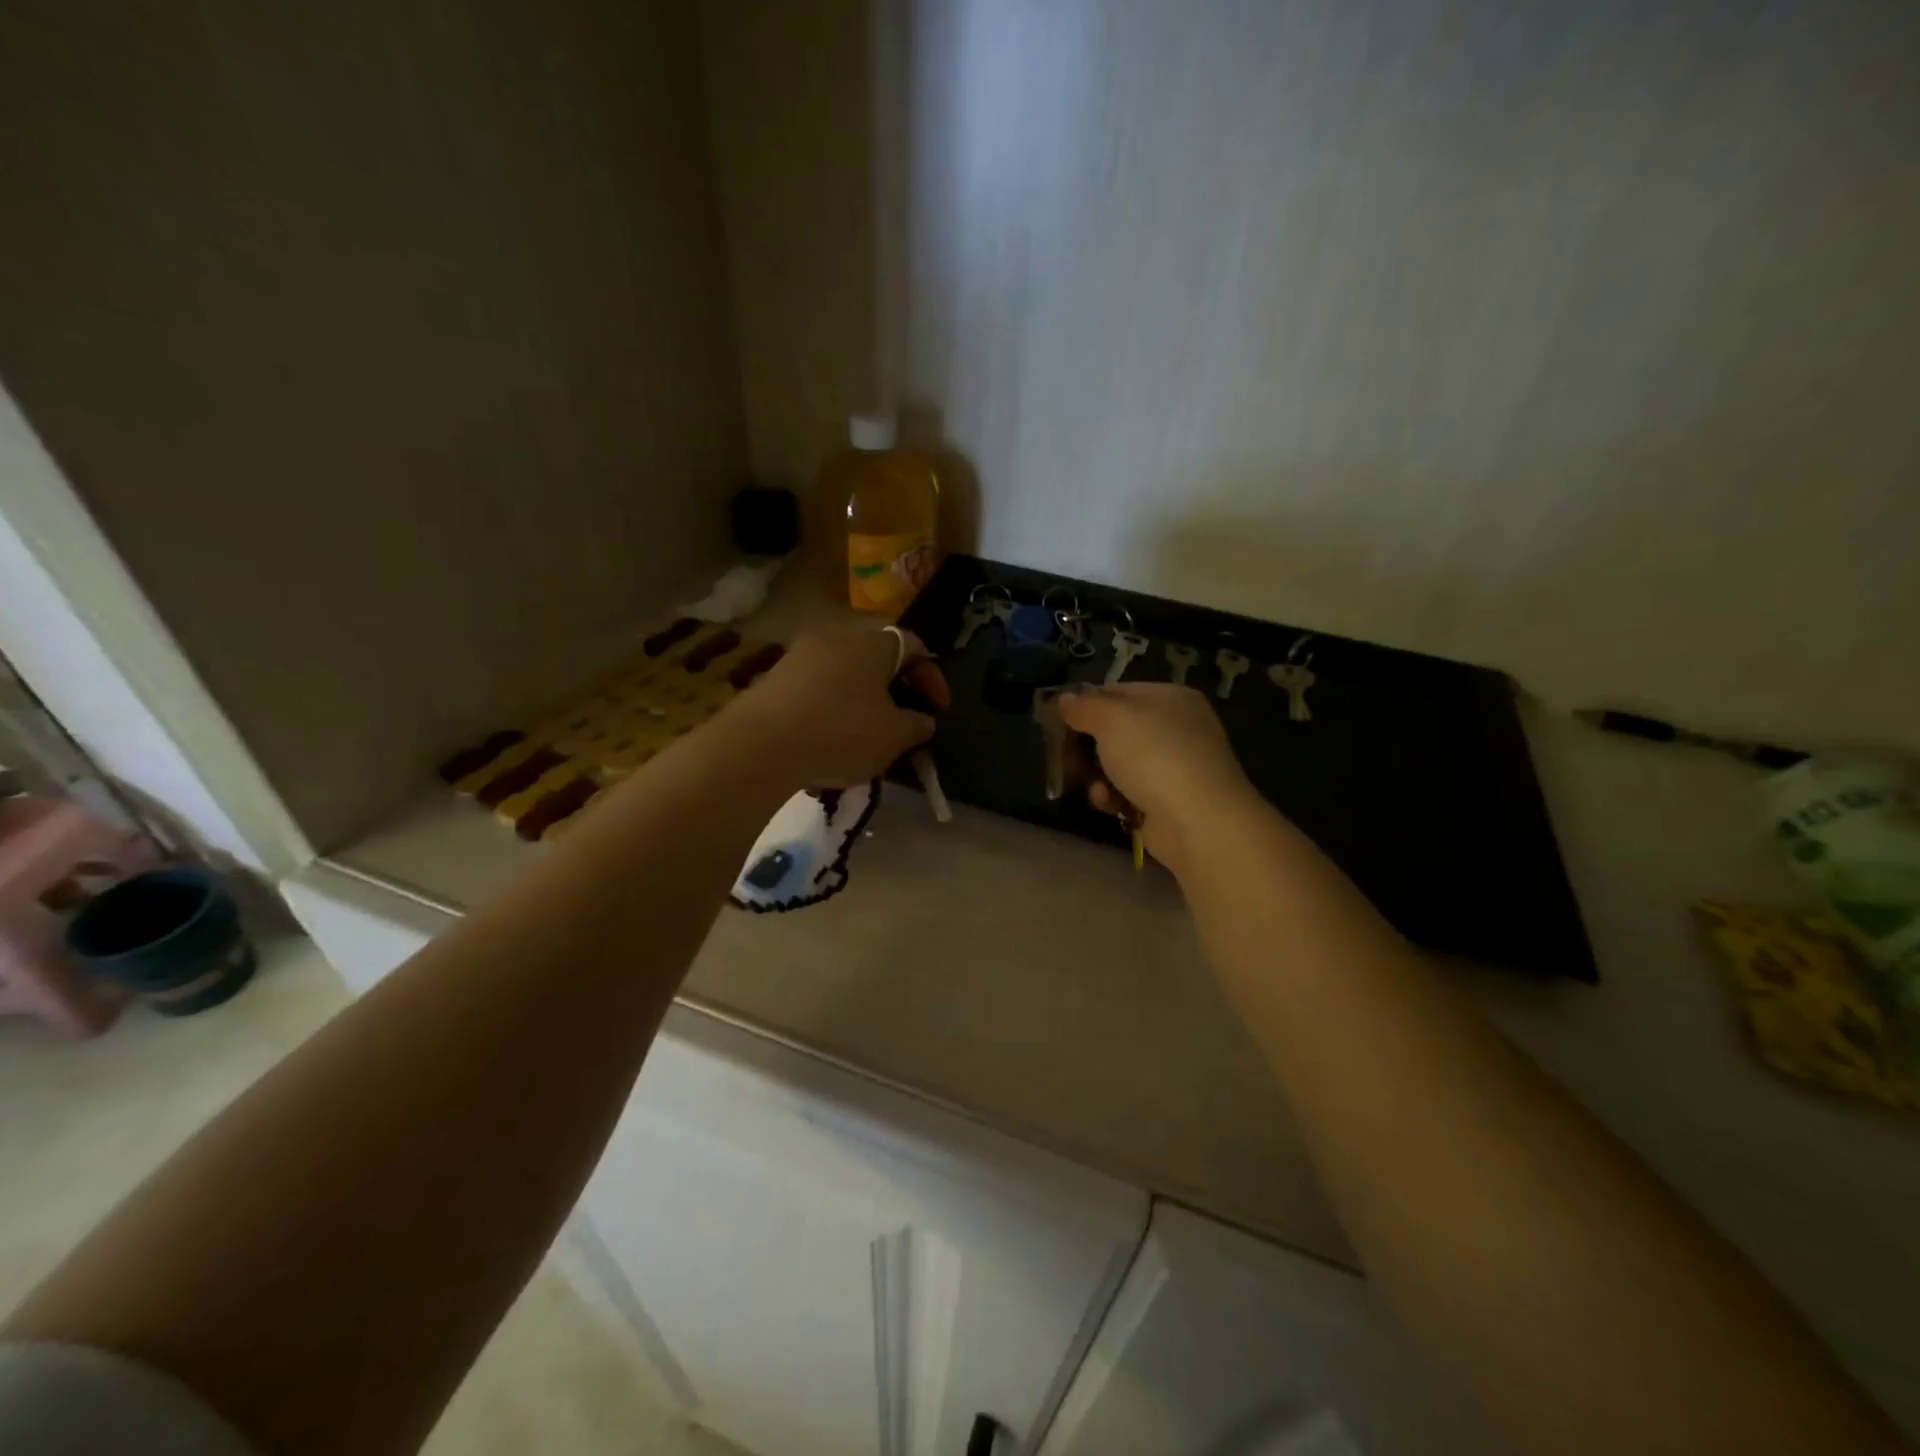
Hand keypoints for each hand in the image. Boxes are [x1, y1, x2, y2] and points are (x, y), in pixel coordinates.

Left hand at [731, 628, 949, 789]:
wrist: (759, 745)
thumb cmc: (840, 733)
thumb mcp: (893, 736)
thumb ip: (916, 726)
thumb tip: (923, 720)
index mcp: (872, 644)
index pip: (914, 647)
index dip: (932, 678)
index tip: (939, 711)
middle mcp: (836, 638)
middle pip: (876, 661)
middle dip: (894, 693)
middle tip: (903, 726)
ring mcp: (799, 656)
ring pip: (844, 678)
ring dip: (861, 705)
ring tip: (865, 742)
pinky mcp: (773, 679)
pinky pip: (815, 693)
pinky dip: (830, 714)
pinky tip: (828, 746)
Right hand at [1057, 684, 1258, 871]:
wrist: (1198, 821)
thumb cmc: (1154, 756)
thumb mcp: (1111, 719)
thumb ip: (1083, 706)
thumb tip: (1064, 699)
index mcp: (1170, 697)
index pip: (1117, 691)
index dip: (1085, 704)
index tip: (1056, 720)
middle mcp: (1176, 727)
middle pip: (1116, 730)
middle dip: (1087, 745)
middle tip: (1063, 755)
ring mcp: (1174, 766)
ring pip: (1119, 764)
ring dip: (1098, 775)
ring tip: (1092, 786)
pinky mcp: (1168, 801)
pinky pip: (1129, 792)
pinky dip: (1114, 797)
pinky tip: (1109, 804)